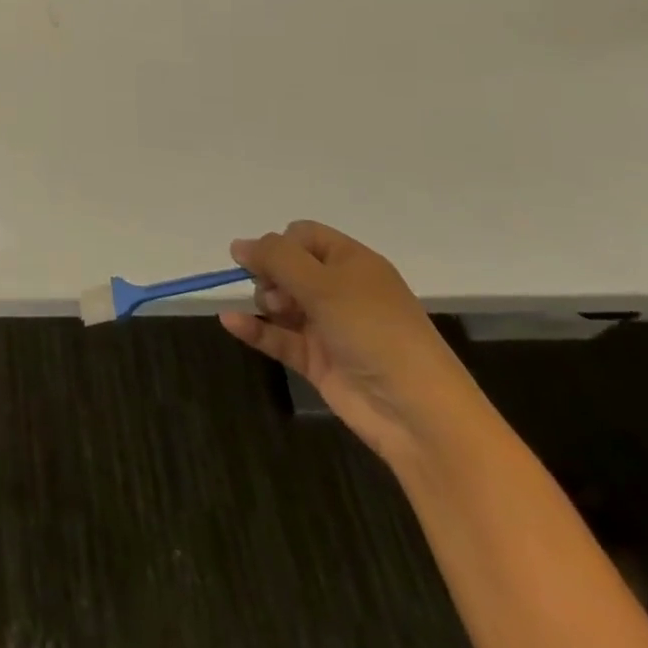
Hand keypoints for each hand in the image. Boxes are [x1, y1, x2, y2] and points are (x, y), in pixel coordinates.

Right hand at [221, 221, 481, 469]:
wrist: (416, 412)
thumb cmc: (373, 330)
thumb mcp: (323, 284)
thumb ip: (276, 258)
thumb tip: (238, 245)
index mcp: (352, 262)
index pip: (304, 235)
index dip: (280, 243)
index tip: (267, 260)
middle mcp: (340, 290)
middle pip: (288, 267)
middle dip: (271, 274)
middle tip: (275, 292)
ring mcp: (329, 327)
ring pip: (282, 302)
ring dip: (265, 301)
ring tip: (273, 311)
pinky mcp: (319, 361)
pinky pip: (279, 337)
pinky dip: (256, 329)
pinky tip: (230, 322)